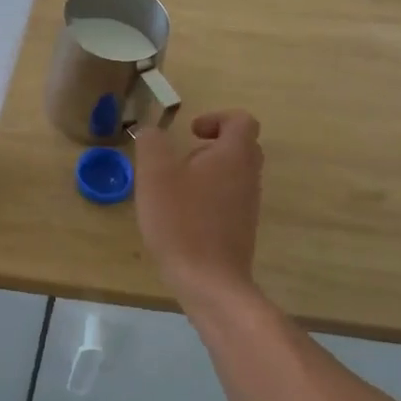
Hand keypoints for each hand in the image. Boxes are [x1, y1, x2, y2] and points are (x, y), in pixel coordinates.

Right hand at [134, 111, 264, 303]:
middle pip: (240, 147)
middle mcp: (248, 176)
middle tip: (180, 158)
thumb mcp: (155, 174)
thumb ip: (152, 143)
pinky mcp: (240, 230)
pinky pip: (228, 200)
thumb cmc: (181, 221)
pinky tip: (180, 216)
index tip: (190, 132)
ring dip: (206, 173)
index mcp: (234, 155)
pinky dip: (207, 198)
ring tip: (173, 189)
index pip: (241, 120)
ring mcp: (248, 205)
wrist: (208, 282)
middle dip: (210, 145)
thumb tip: (152, 131)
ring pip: (233, 175)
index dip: (216, 118)